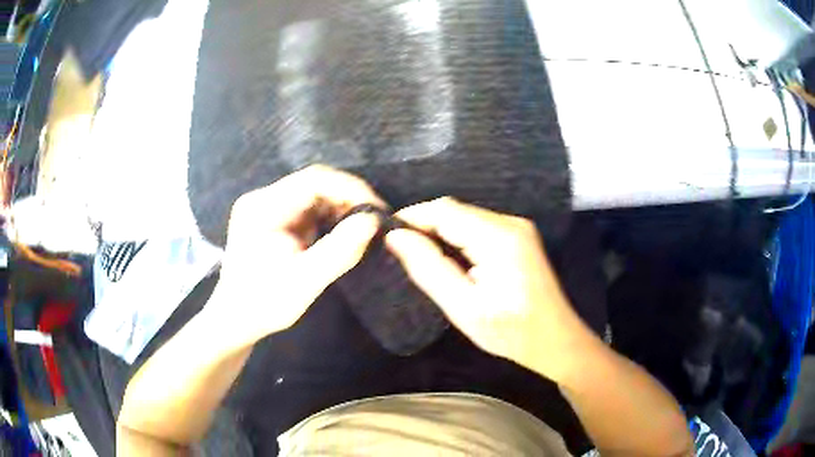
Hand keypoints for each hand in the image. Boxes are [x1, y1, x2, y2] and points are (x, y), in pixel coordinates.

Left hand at [207, 165, 384, 347]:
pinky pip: (308, 208)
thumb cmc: (265, 304)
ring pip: (314, 193)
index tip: (378, 211)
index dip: (351, 189)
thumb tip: (374, 221)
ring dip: (341, 206)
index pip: (313, 180)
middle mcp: (263, 198)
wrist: (236, 319)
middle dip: (348, 198)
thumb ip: (340, 251)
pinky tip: (343, 231)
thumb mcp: (305, 282)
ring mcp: (267, 207)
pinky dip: (330, 216)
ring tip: (364, 227)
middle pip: (314, 183)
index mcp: (263, 208)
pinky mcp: (273, 218)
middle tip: (376, 220)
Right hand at [386, 197, 595, 381]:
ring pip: (466, 217)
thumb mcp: (463, 308)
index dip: (413, 216)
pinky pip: (478, 226)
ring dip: (440, 231)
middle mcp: (511, 223)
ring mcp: (518, 228)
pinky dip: (457, 236)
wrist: (555, 339)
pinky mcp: (519, 236)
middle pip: (456, 210)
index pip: (445, 210)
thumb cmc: (510, 332)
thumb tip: (396, 237)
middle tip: (400, 250)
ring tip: (419, 255)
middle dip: (425, 225)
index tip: (387, 234)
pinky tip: (449, 258)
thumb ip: (428, 268)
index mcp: (499, 238)